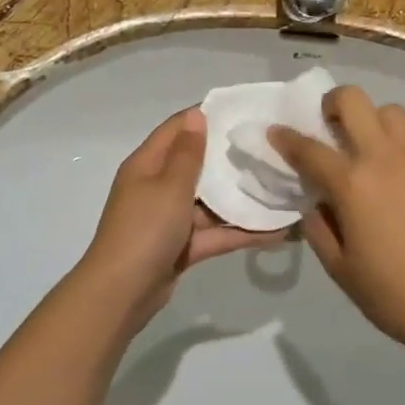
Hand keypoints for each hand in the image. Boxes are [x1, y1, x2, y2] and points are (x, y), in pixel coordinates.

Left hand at [76, 109, 269, 329]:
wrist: (122, 293)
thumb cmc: (144, 229)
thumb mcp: (169, 186)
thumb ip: (188, 153)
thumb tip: (196, 114)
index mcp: (147, 164)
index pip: (177, 129)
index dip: (206, 116)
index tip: (243, 111)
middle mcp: (157, 186)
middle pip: (197, 164)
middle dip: (230, 158)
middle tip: (271, 148)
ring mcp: (170, 218)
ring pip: (210, 201)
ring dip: (241, 197)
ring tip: (282, 187)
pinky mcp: (183, 245)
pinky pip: (215, 232)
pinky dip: (240, 231)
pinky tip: (277, 230)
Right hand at [269, 87, 404, 346]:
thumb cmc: (394, 294)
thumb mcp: (340, 268)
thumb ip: (319, 228)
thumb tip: (318, 205)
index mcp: (352, 183)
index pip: (308, 148)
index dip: (285, 138)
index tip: (276, 132)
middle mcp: (386, 157)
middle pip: (353, 100)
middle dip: (333, 104)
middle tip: (331, 127)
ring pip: (392, 112)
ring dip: (373, 123)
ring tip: (374, 151)